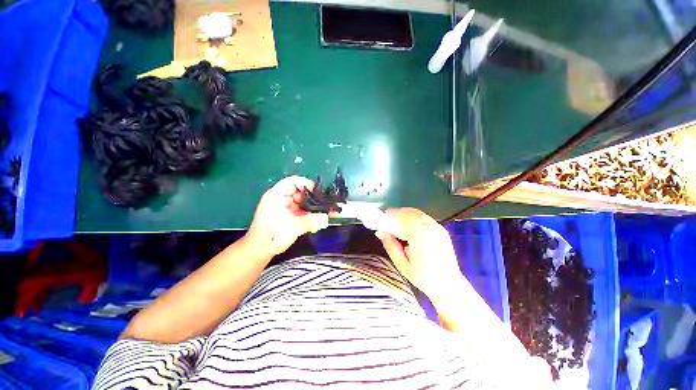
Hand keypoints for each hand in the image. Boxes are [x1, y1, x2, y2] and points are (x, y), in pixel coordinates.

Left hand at [245, 176, 328, 256]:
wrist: (258, 252)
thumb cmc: (272, 236)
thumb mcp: (294, 227)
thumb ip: (312, 221)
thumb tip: (327, 218)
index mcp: (277, 195)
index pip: (293, 181)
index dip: (306, 184)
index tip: (318, 193)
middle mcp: (281, 199)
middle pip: (300, 193)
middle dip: (314, 199)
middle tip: (327, 206)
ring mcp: (284, 208)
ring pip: (303, 204)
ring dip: (314, 209)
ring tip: (326, 215)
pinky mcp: (287, 217)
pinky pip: (301, 212)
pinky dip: (309, 216)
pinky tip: (319, 222)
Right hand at [375, 208, 462, 297]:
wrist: (448, 285)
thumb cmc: (423, 277)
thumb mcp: (402, 264)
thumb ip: (391, 245)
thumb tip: (380, 232)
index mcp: (420, 236)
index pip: (404, 217)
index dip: (392, 214)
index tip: (383, 216)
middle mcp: (430, 228)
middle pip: (411, 212)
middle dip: (398, 213)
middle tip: (389, 221)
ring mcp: (438, 228)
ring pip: (418, 213)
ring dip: (406, 215)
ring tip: (398, 224)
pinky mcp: (442, 230)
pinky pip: (425, 218)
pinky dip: (414, 218)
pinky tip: (410, 228)